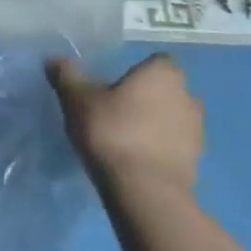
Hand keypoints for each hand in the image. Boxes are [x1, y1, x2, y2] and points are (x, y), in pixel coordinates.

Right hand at [47, 53, 203, 194]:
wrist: (144, 190)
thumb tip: (54, 60)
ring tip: (126, 138)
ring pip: (174, 118)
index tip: (117, 85)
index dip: (138, 71)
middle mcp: (187, 96)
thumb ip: (67, 76)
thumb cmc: (111, 131)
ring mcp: (196, 130)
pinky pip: (176, 145)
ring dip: (156, 123)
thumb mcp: (77, 99)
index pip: (156, 61)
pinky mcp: (196, 161)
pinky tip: (136, 159)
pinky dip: (161, 148)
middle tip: (117, 110)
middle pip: (167, 89)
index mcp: (162, 74)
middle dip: (148, 97)